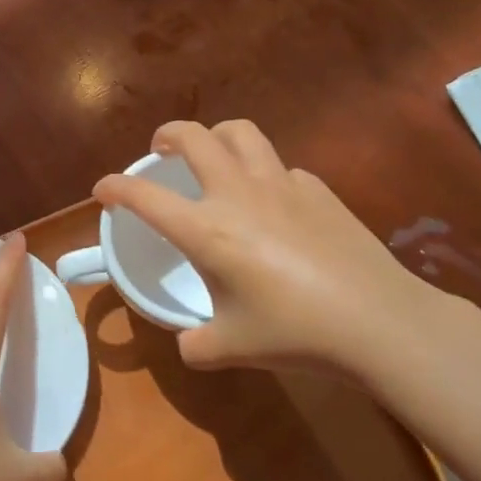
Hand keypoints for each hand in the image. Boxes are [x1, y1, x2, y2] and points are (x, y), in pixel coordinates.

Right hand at [93, 120, 468, 379]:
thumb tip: (187, 344)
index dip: (115, 187)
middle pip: (193, 136)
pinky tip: (273, 200)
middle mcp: (236, 194)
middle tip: (161, 149)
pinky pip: (281, 166)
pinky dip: (264, 172)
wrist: (377, 321)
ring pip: (240, 133)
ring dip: (216, 136)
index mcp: (205, 229)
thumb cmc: (295, 333)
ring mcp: (280, 184)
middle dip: (167, 134)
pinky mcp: (317, 189)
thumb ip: (197, 344)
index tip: (102, 189)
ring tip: (213, 153)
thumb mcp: (232, 347)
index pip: (143, 196)